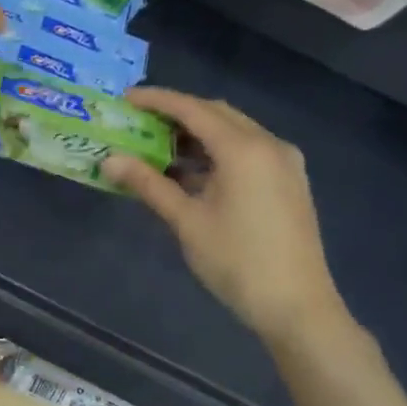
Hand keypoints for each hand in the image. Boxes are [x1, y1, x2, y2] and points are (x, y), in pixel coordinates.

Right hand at [102, 87, 347, 346]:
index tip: (125, 98)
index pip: (193, 109)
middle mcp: (269, 145)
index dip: (157, 100)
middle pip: (216, 112)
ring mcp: (284, 163)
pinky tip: (192, 171)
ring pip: (234, 130)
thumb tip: (110, 160)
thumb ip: (148, 184)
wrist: (297, 306)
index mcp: (244, 149)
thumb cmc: (237, 261)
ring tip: (159, 147)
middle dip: (177, 112)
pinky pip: (248, 149)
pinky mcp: (289, 181)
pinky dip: (217, 150)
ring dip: (197, 132)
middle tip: (139, 121)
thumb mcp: (186, 221)